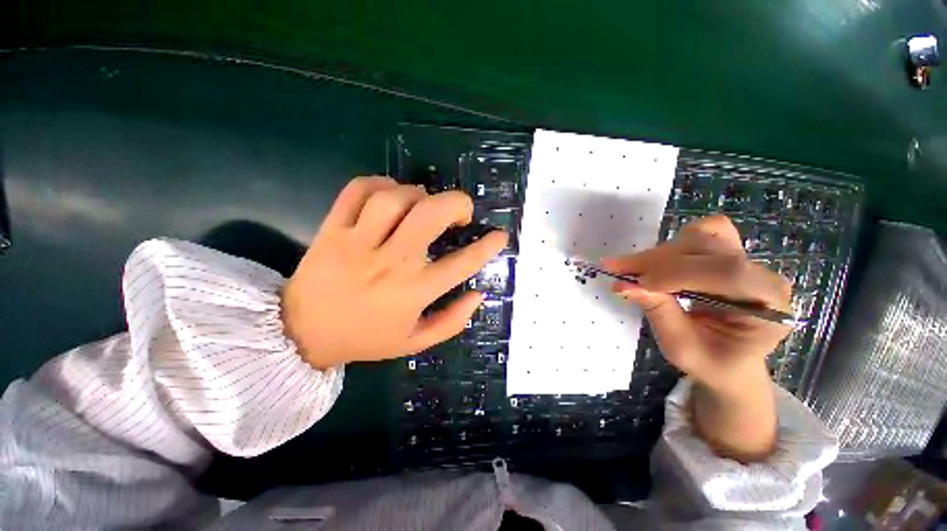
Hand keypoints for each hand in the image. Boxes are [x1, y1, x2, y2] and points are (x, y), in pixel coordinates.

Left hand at [282, 176, 507, 368]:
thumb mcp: (416, 342)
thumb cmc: (366, 339)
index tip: (499, 235)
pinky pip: (357, 190)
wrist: (302, 335)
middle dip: (456, 203)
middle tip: (460, 212)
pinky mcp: (332, 229)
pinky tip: (389, 195)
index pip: (462, 263)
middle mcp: (390, 263)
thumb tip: (478, 294)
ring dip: (418, 194)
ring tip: (423, 205)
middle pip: (430, 214)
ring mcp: (358, 243)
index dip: (487, 246)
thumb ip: (453, 321)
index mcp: (414, 292)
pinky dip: (380, 183)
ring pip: (395, 197)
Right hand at [602, 215, 791, 393]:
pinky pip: (702, 234)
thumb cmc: (711, 362)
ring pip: (701, 236)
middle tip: (617, 269)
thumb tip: (624, 285)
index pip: (727, 272)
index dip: (677, 272)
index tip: (636, 281)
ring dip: (660, 252)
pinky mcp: (729, 254)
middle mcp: (762, 275)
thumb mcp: (681, 348)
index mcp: (768, 305)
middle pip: (709, 248)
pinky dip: (672, 245)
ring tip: (632, 269)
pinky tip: (655, 264)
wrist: (730, 362)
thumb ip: (658, 313)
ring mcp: (747, 261)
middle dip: (657, 260)